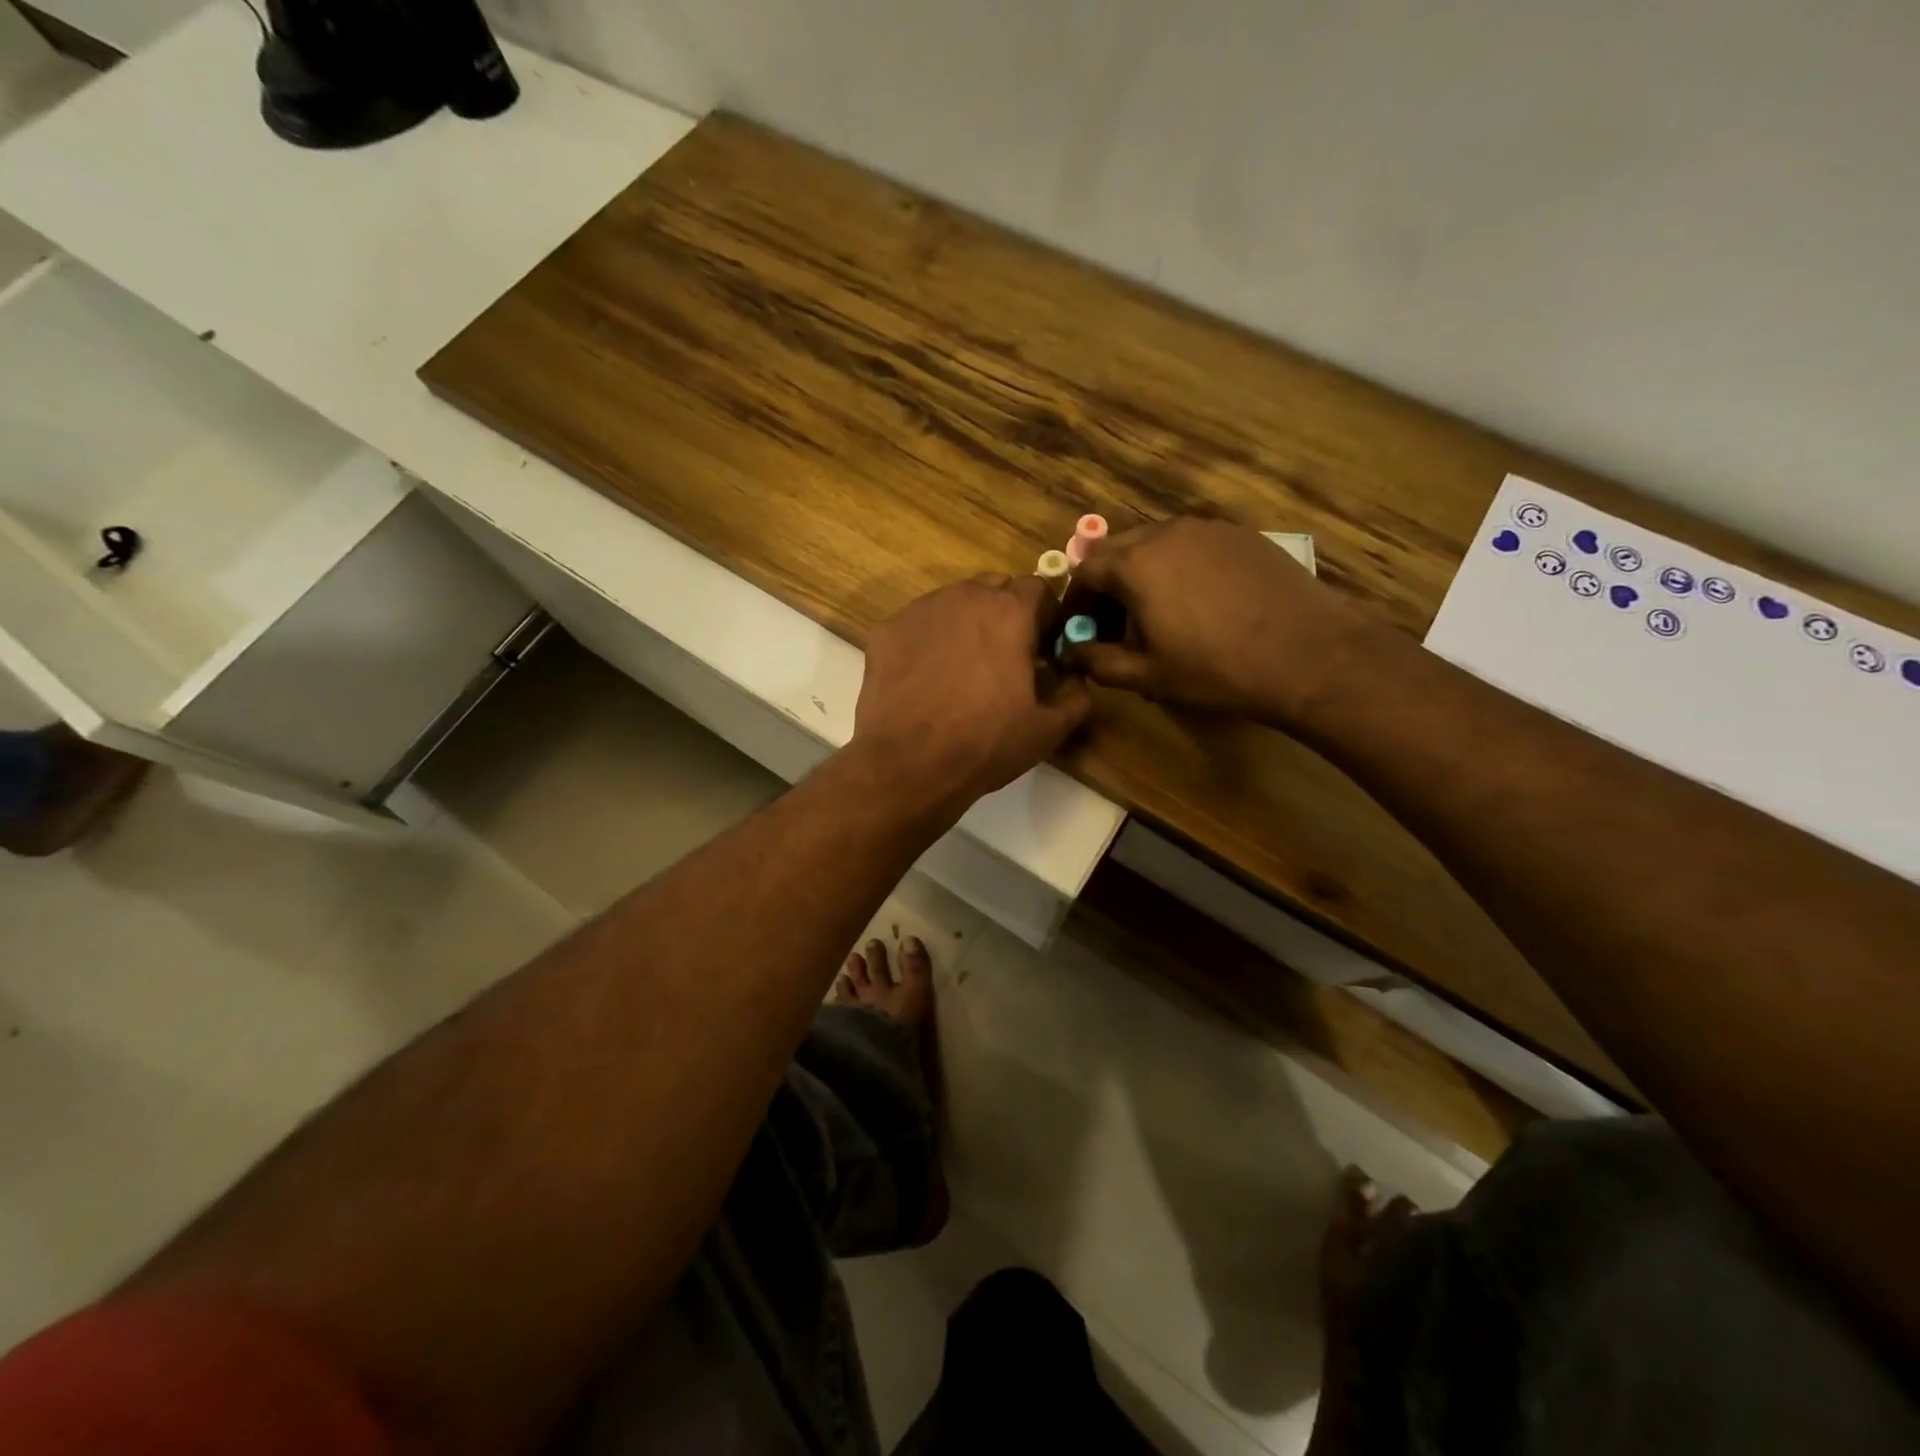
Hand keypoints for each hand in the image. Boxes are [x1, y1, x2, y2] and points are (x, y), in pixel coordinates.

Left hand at [853, 574, 1091, 818]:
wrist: (908, 765)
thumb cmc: (985, 744)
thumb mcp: (1048, 730)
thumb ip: (1076, 695)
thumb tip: (1076, 678)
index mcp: (1010, 612)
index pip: (1040, 588)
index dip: (1046, 616)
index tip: (1044, 647)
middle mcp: (965, 597)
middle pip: (995, 587)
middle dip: (1006, 612)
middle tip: (1005, 656)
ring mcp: (920, 610)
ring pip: (954, 601)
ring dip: (967, 622)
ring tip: (963, 667)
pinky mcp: (887, 630)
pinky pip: (919, 623)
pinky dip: (930, 639)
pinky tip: (927, 676)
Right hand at [1066, 517, 1377, 726]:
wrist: (1307, 653)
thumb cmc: (1216, 669)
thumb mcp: (1147, 676)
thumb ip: (1099, 661)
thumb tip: (1072, 652)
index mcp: (1135, 563)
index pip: (1085, 570)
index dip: (1076, 600)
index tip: (1079, 627)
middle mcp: (1167, 532)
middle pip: (1119, 549)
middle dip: (1107, 583)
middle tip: (1115, 622)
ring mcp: (1209, 528)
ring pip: (1157, 543)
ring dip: (1143, 572)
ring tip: (1156, 612)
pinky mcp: (1242, 535)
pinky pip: (1193, 545)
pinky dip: (1179, 566)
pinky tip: (1198, 601)